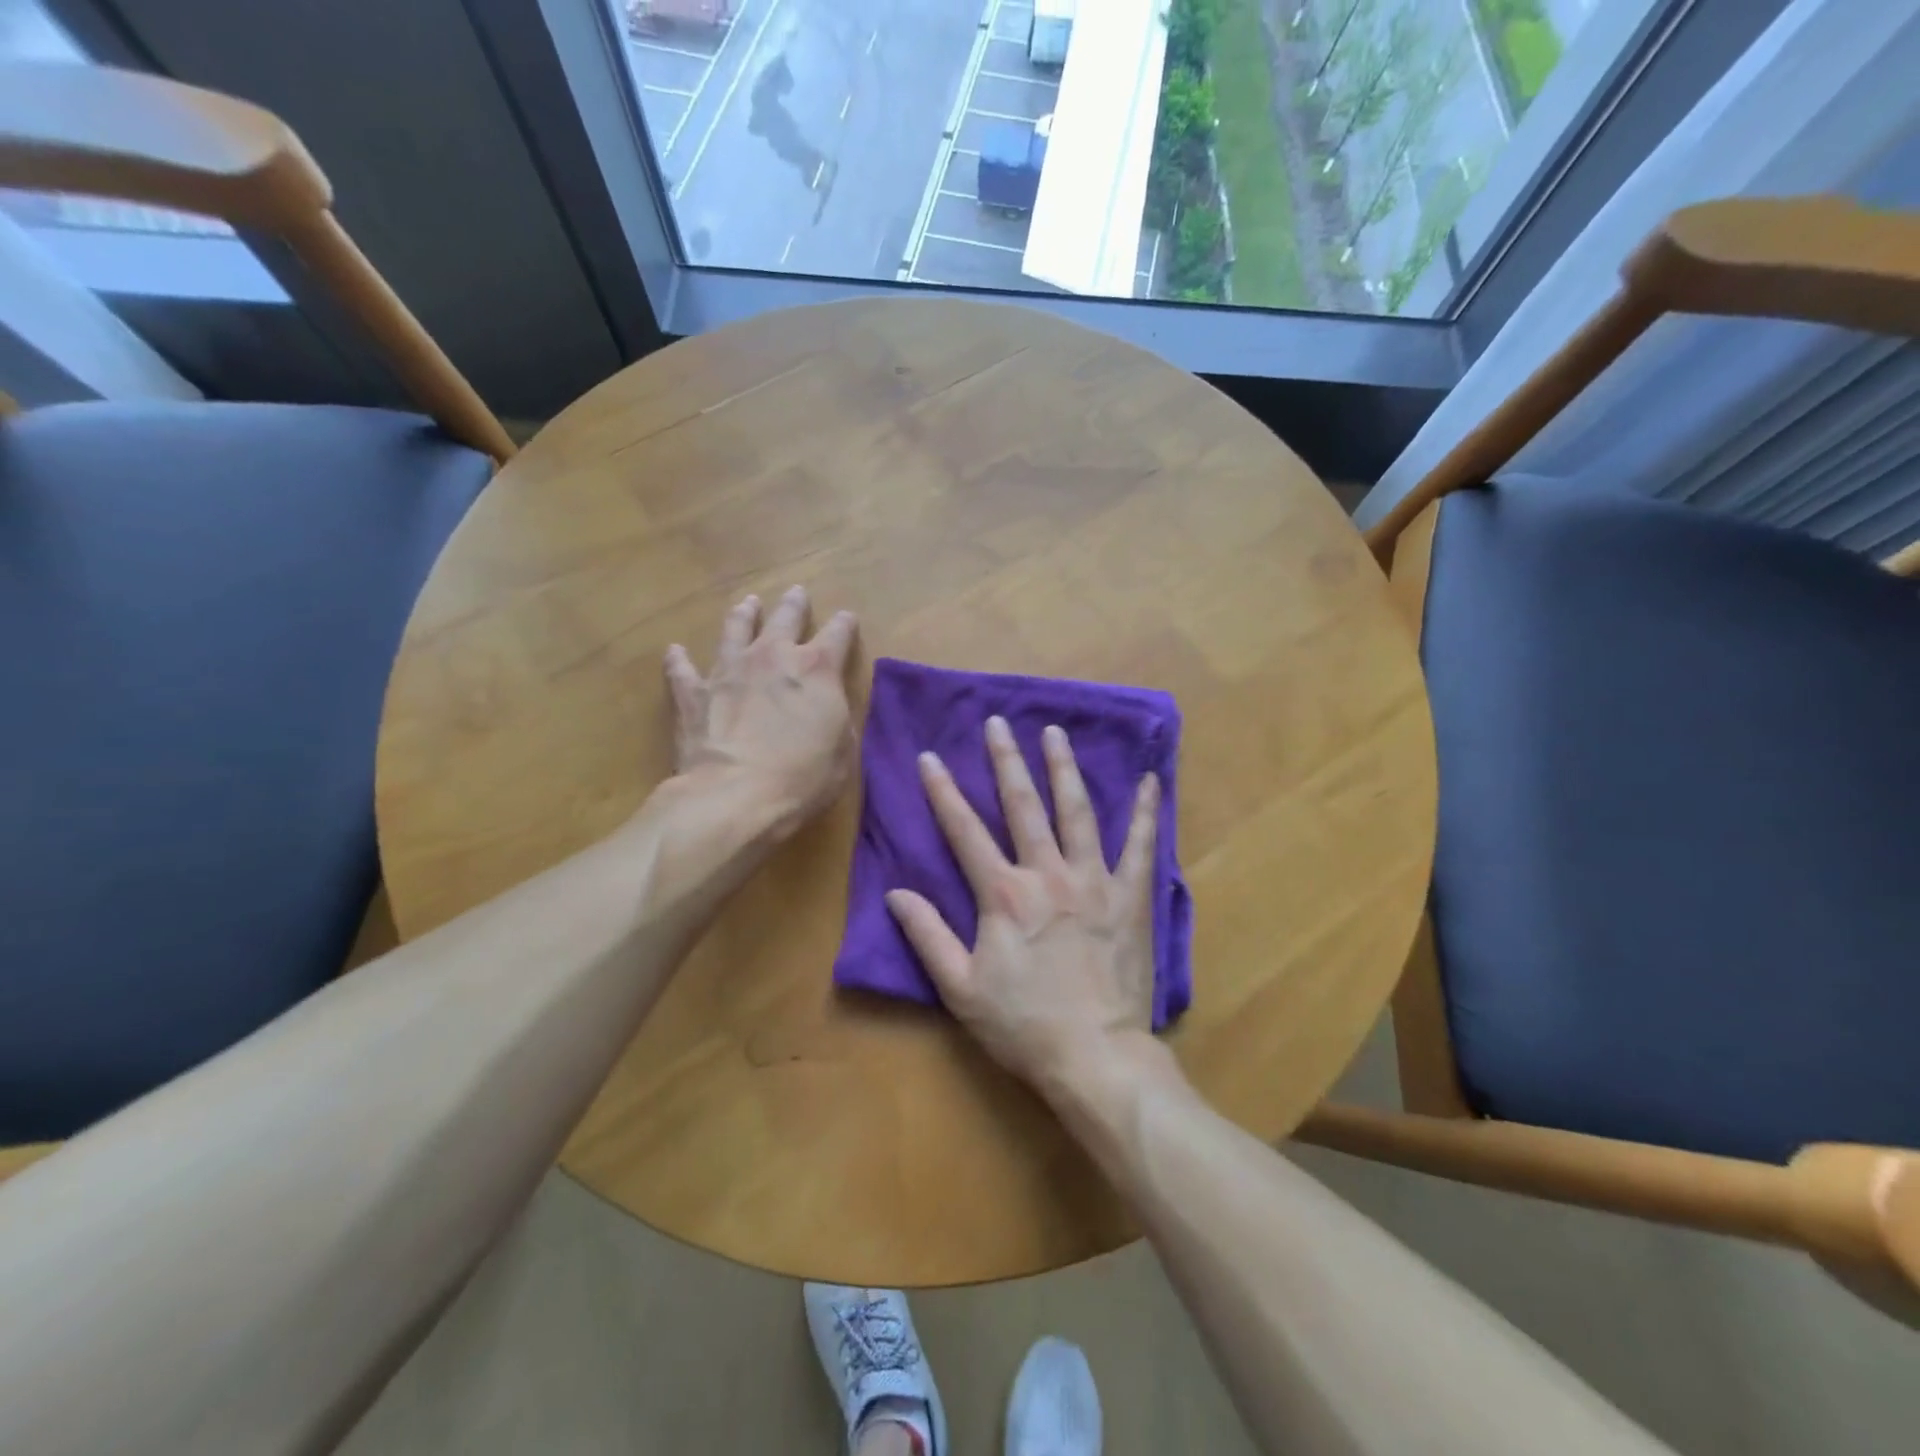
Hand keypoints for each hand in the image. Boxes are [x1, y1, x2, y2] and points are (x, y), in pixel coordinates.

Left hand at [664, 586, 857, 832]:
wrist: (736, 796)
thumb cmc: (803, 777)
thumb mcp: (843, 750)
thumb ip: (836, 717)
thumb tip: (828, 704)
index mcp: (817, 669)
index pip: (838, 634)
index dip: (845, 625)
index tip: (847, 619)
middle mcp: (772, 657)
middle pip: (784, 618)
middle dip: (794, 605)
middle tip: (796, 593)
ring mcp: (729, 671)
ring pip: (736, 629)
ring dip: (743, 615)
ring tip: (747, 604)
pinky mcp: (694, 694)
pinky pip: (682, 670)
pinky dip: (679, 660)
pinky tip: (675, 651)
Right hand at [885, 716, 1160, 1096]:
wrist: (1094, 1056)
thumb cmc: (1022, 1025)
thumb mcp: (959, 988)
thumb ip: (927, 935)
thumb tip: (895, 893)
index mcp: (1003, 895)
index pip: (964, 831)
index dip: (943, 792)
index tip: (930, 757)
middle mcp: (1047, 874)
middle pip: (1023, 806)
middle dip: (1006, 761)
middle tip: (998, 723)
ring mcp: (1093, 881)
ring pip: (1077, 812)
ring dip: (1063, 769)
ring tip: (1055, 733)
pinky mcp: (1130, 896)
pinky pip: (1141, 846)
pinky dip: (1147, 811)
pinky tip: (1151, 780)